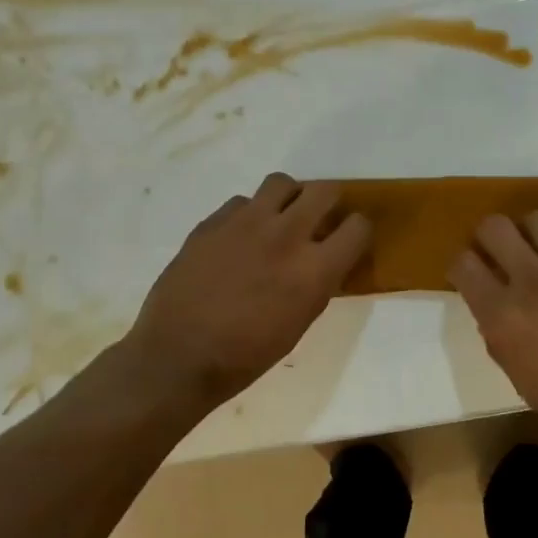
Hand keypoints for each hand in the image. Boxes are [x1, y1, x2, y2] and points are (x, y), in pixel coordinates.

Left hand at [127, 174, 371, 406]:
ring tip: (279, 218)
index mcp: (315, 269)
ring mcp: (247, 222)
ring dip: (288, 198)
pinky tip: (239, 238)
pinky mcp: (214, 221)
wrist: (179, 355)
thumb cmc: (246, 355)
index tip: (348, 238)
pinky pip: (242, 201)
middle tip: (318, 219)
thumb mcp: (299, 324)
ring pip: (282, 182)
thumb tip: (323, 261)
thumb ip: (317, 284)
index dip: (357, 231)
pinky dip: (249, 214)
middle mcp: (287, 235)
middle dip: (328, 202)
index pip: (358, 226)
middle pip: (324, 190)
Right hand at [450, 214, 537, 451]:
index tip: (469, 275)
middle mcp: (532, 282)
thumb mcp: (517, 375)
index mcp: (503, 317)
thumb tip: (496, 307)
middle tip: (497, 255)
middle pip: (495, 227)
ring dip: (529, 235)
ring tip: (536, 255)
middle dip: (488, 238)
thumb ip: (499, 333)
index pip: (463, 264)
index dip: (461, 267)